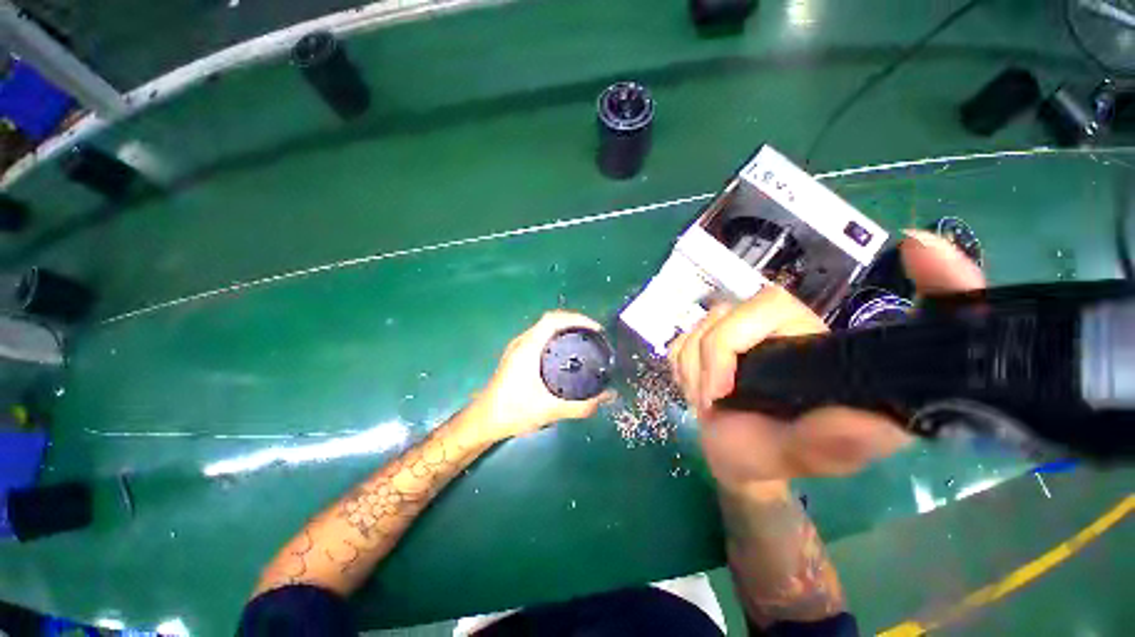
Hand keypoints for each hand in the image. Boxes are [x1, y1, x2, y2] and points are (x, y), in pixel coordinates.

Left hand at [471, 310, 615, 441]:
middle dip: (575, 323)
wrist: (484, 420)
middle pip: (551, 320)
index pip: (553, 319)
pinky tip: (567, 354)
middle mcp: (522, 342)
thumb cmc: (513, 411)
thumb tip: (608, 397)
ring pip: (545, 328)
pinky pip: (541, 337)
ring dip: (565, 329)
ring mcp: (518, 348)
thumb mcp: (550, 410)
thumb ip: (581, 406)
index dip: (576, 318)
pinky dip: (557, 338)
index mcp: (528, 347)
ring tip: (585, 341)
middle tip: (595, 336)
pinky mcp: (517, 355)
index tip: (595, 329)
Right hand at [669, 229, 986, 486]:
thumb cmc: (776, 456)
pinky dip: (680, 369)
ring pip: (693, 329)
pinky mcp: (703, 344)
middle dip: (703, 365)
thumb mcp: (811, 453)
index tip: (721, 392)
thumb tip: (884, 421)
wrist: (736, 460)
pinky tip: (696, 390)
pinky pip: (677, 343)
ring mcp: (731, 333)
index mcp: (806, 338)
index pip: (766, 304)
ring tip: (707, 402)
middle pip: (719, 316)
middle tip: (708, 403)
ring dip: (691, 372)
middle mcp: (769, 327)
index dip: (730, 340)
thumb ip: (839, 437)